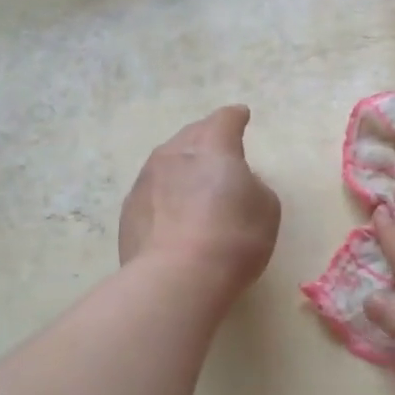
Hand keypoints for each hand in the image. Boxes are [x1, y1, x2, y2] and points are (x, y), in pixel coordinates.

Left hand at [119, 106, 281, 296]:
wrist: (176, 279)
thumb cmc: (233, 238)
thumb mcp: (266, 209)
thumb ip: (254, 186)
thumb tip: (237, 182)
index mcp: (212, 146)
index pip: (225, 119)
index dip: (236, 118)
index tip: (241, 116)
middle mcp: (173, 153)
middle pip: (192, 135)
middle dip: (207, 138)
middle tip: (220, 152)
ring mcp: (145, 180)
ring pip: (167, 162)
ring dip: (183, 168)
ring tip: (195, 186)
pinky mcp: (128, 211)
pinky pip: (152, 192)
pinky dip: (165, 196)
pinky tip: (174, 215)